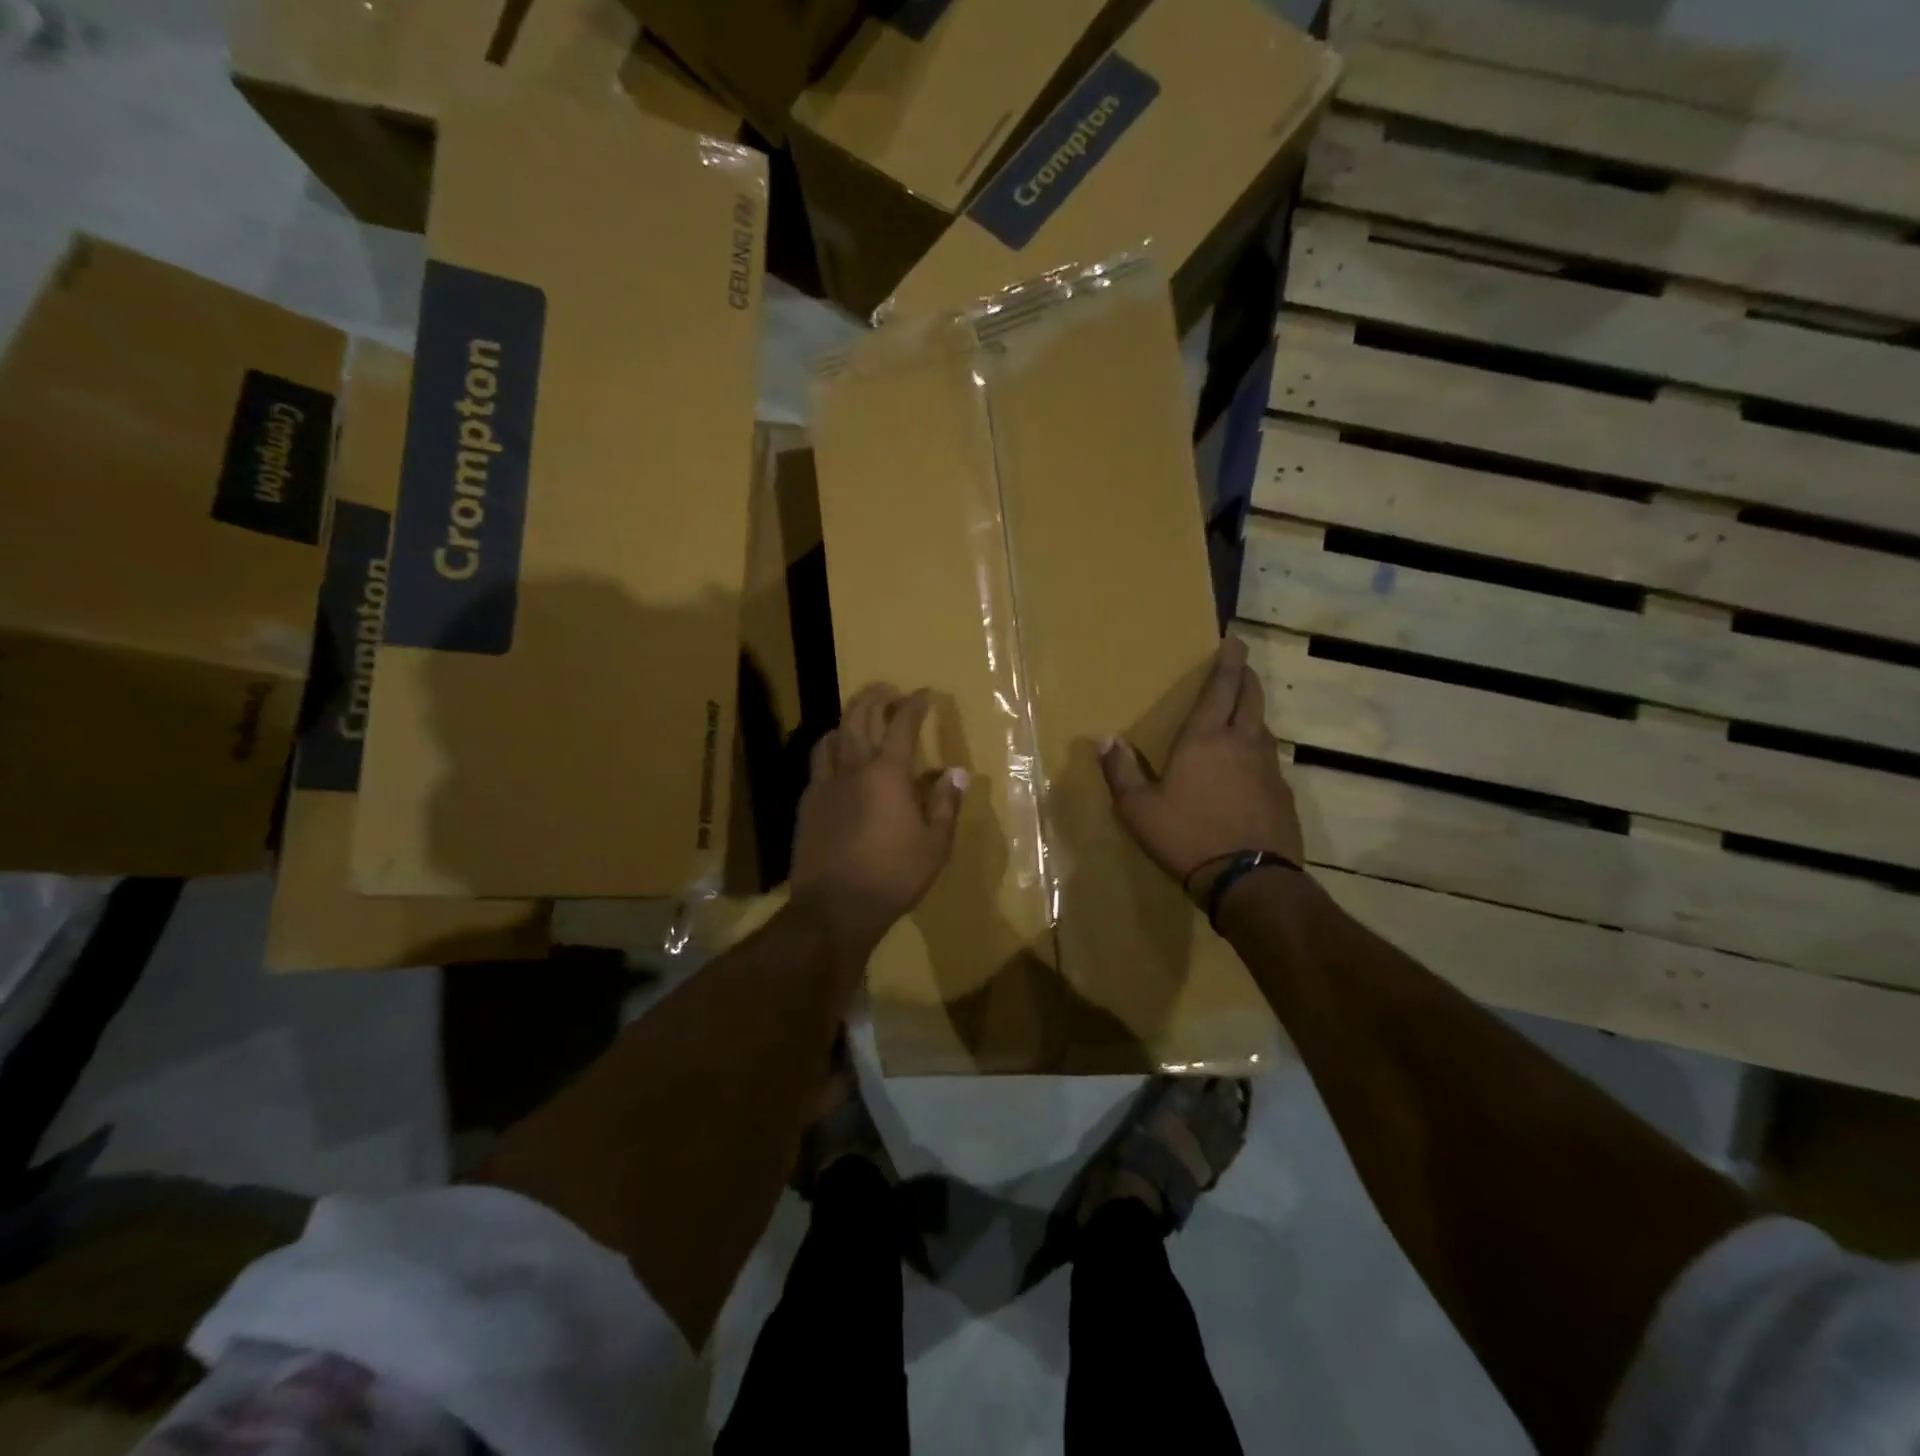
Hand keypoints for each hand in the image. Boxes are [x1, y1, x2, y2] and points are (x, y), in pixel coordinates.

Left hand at [791, 683, 966, 958]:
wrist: (834, 908)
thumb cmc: (893, 876)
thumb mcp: (935, 845)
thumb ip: (945, 804)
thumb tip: (956, 773)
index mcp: (888, 773)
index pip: (901, 723)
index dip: (915, 704)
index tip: (925, 694)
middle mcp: (853, 768)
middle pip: (859, 715)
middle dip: (875, 696)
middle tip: (889, 690)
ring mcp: (825, 784)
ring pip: (833, 735)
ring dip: (848, 719)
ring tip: (861, 720)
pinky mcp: (807, 802)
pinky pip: (819, 762)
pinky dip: (832, 748)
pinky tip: (838, 761)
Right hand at [1100, 636, 1302, 903]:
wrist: (1249, 879)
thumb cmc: (1186, 836)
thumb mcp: (1138, 809)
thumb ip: (1121, 771)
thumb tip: (1104, 739)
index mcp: (1205, 739)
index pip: (1221, 689)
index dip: (1229, 662)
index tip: (1235, 640)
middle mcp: (1241, 744)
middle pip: (1250, 699)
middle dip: (1246, 678)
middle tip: (1242, 666)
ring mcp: (1268, 769)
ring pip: (1264, 728)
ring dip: (1254, 714)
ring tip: (1243, 714)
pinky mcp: (1282, 795)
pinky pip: (1271, 761)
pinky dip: (1260, 752)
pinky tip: (1250, 769)